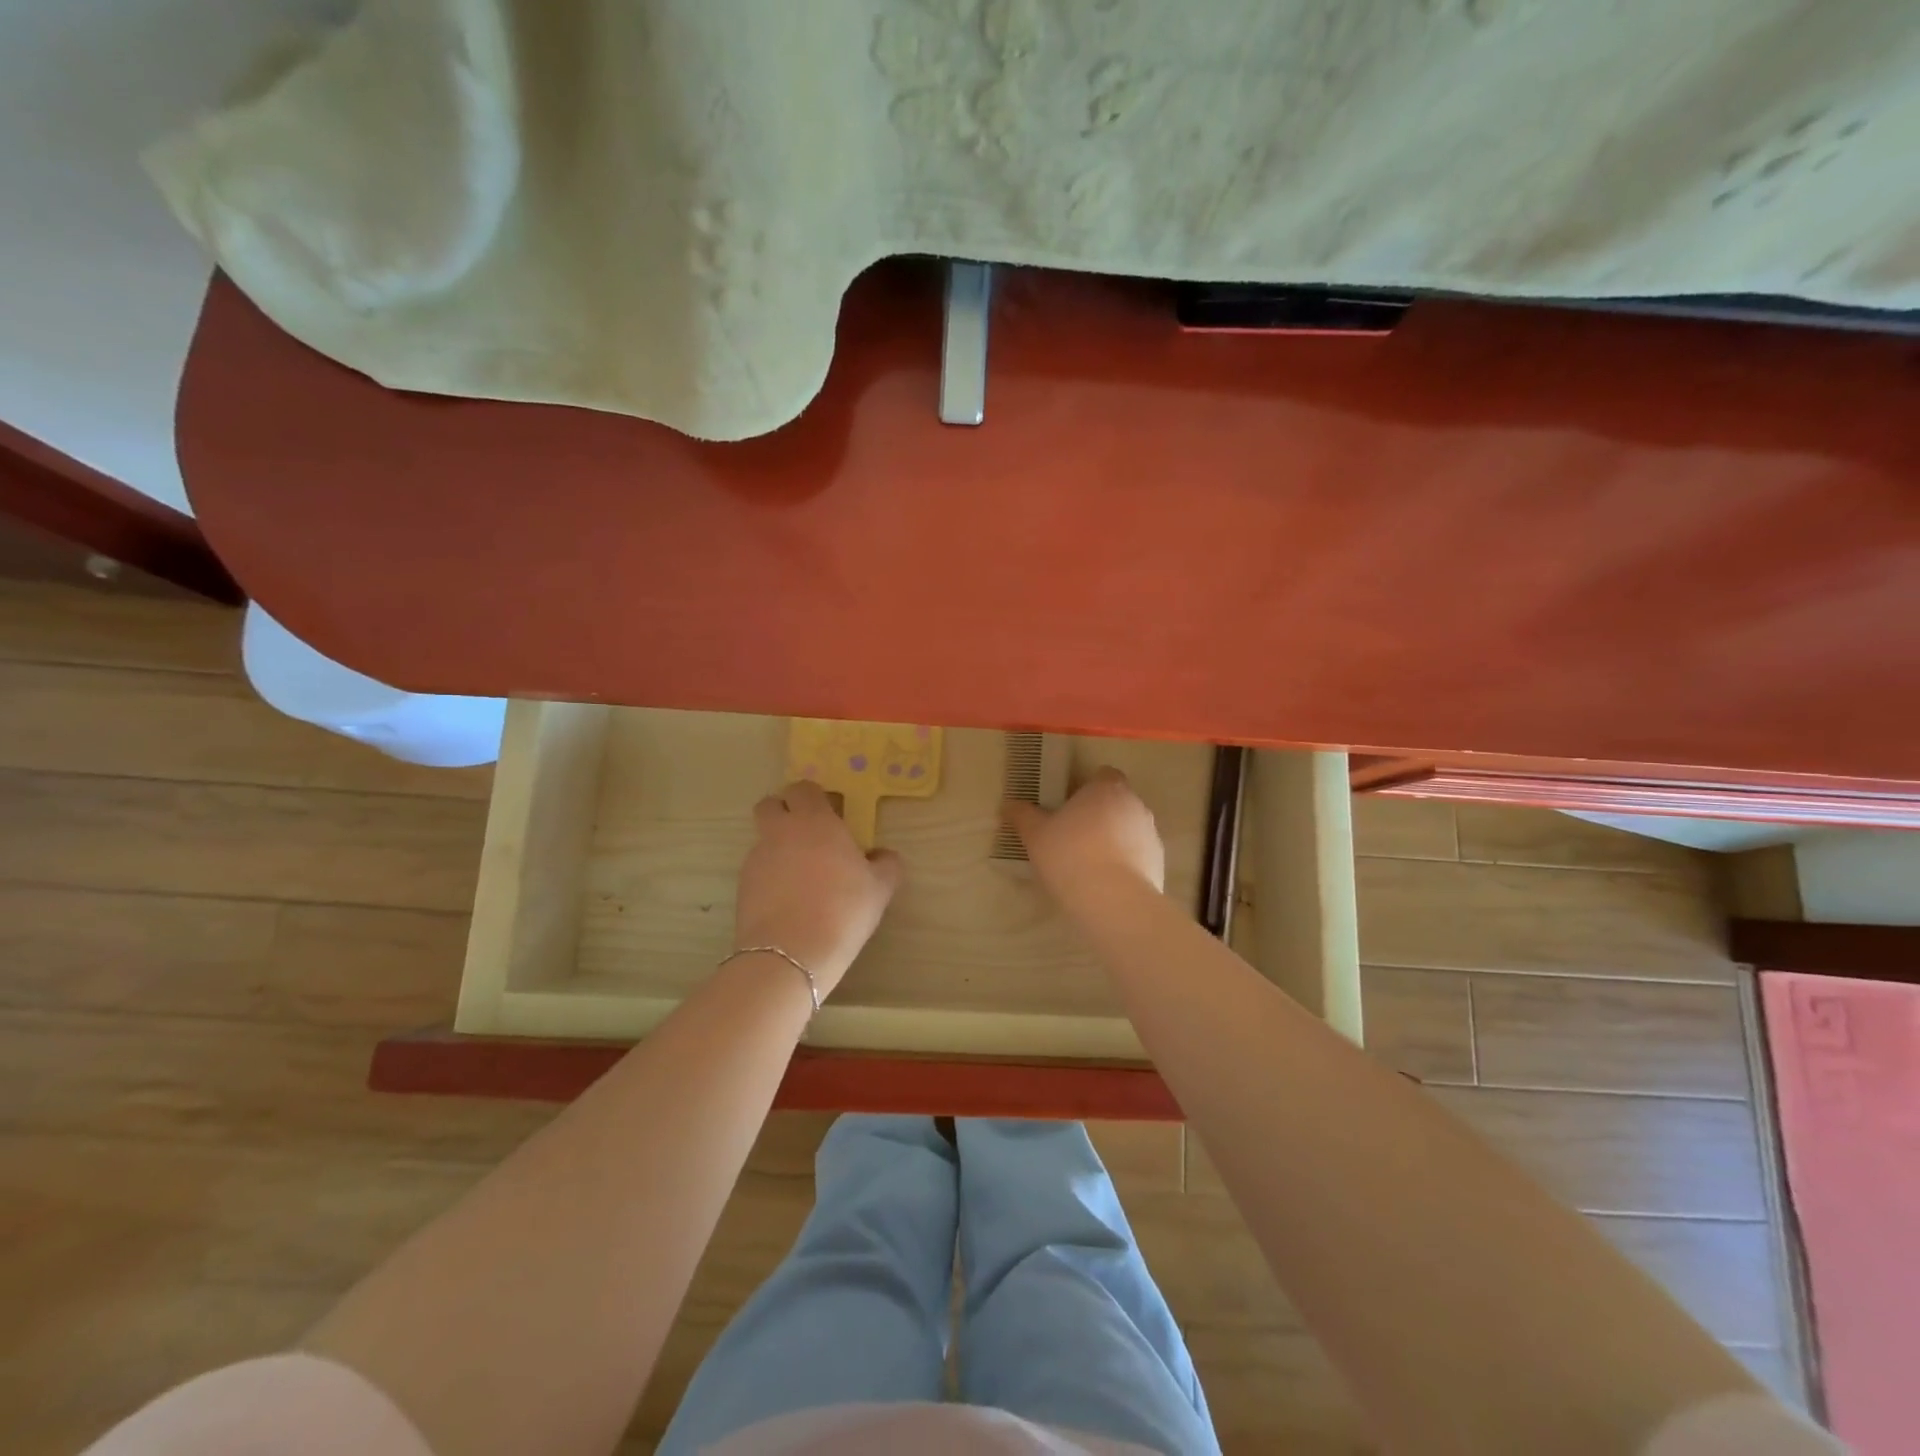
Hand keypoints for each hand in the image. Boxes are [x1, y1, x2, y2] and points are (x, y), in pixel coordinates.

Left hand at [733, 780, 902, 997]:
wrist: (791, 955)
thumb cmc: (843, 909)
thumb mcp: (880, 888)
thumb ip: (886, 864)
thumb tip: (882, 855)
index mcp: (814, 821)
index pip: (803, 788)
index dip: (815, 797)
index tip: (831, 814)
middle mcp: (780, 831)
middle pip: (771, 805)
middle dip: (785, 812)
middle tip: (809, 835)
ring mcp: (757, 858)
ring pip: (764, 839)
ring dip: (779, 847)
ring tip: (802, 878)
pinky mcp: (742, 886)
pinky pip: (758, 870)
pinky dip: (771, 877)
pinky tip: (789, 902)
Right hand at [1004, 767, 1164, 911]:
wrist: (1112, 901)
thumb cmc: (1070, 855)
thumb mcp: (1036, 835)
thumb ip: (1022, 816)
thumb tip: (1008, 805)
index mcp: (1106, 788)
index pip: (1104, 775)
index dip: (1088, 788)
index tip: (1070, 806)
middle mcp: (1135, 805)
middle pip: (1117, 802)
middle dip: (1099, 814)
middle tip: (1073, 835)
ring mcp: (1150, 834)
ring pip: (1129, 829)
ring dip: (1113, 839)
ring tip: (1088, 864)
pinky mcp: (1159, 863)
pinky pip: (1138, 856)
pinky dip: (1125, 864)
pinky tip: (1105, 883)